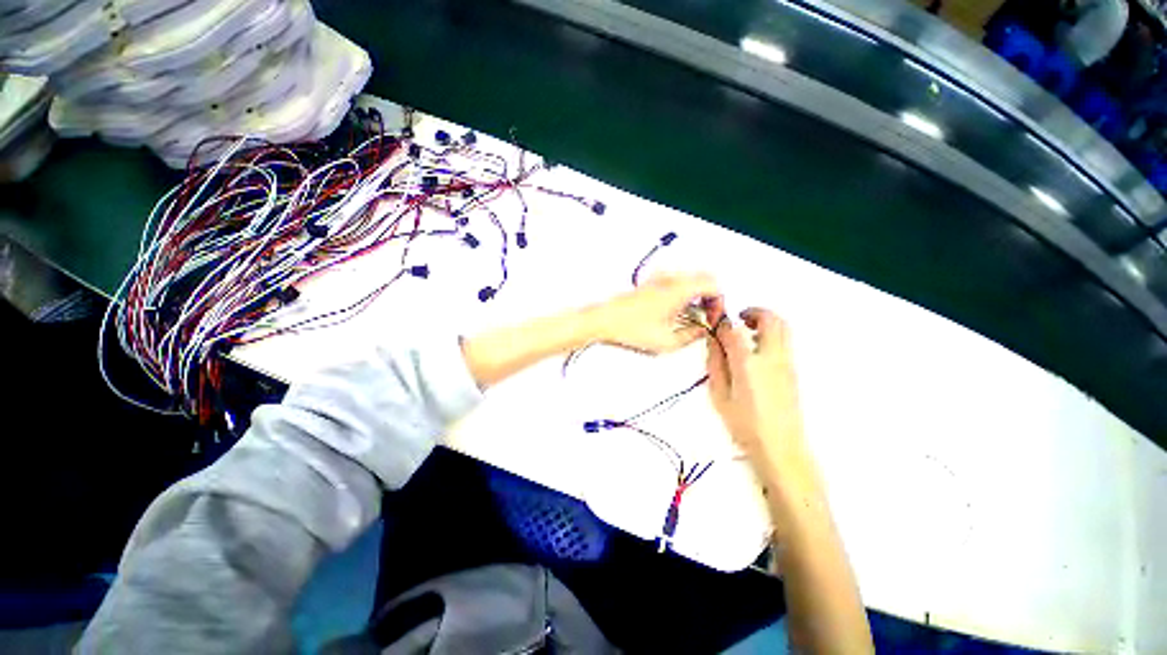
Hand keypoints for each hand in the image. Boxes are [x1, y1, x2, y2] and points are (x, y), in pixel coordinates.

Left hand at [593, 273, 718, 354]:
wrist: (604, 321)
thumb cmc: (629, 328)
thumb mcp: (668, 342)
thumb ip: (692, 336)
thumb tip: (702, 331)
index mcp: (679, 290)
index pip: (714, 286)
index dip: (719, 304)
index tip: (713, 319)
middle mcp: (670, 280)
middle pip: (704, 279)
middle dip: (711, 298)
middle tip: (706, 317)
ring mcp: (658, 279)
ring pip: (690, 279)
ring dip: (697, 296)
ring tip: (690, 317)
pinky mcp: (649, 284)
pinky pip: (675, 282)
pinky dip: (683, 294)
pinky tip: (675, 313)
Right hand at [705, 302, 807, 480]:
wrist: (781, 447)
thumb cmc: (744, 424)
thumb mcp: (719, 395)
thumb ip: (715, 363)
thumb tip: (713, 341)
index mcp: (748, 363)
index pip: (734, 330)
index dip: (722, 323)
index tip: (714, 325)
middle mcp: (771, 357)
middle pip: (770, 319)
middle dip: (753, 312)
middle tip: (738, 318)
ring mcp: (787, 363)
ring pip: (783, 327)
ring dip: (766, 321)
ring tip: (748, 332)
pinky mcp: (793, 370)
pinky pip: (785, 341)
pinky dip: (772, 334)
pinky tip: (757, 350)